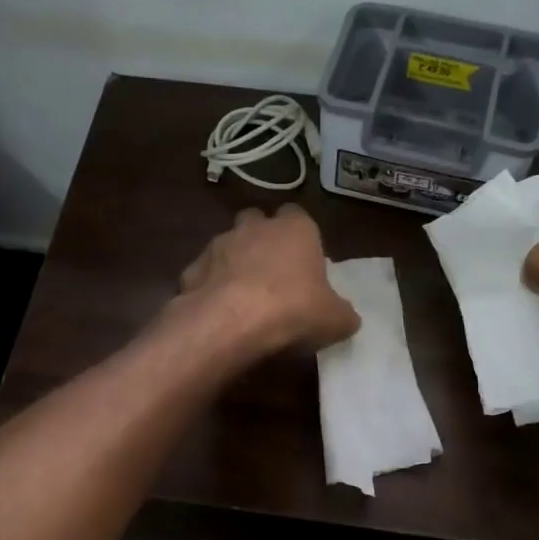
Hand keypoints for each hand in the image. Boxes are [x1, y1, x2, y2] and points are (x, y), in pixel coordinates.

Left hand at [179, 206, 360, 353]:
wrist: (231, 323)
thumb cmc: (293, 310)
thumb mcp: (335, 320)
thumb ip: (342, 313)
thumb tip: (347, 317)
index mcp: (295, 228)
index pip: (299, 216)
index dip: (301, 238)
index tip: (305, 263)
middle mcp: (254, 227)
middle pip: (258, 222)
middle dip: (262, 240)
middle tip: (272, 275)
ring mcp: (218, 244)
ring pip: (227, 245)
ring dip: (234, 263)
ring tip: (243, 297)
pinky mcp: (191, 268)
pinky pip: (204, 273)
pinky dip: (209, 287)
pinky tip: (218, 312)